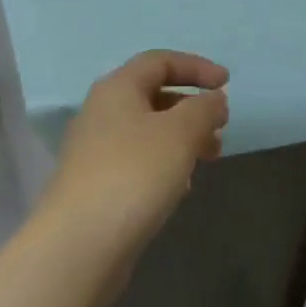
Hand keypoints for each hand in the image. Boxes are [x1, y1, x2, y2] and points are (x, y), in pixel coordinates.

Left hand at [40, 50, 229, 281]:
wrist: (78, 245)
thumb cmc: (133, 175)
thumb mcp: (179, 134)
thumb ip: (203, 109)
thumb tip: (214, 99)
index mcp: (118, 87)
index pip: (160, 61)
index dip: (196, 67)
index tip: (227, 84)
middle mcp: (102, 111)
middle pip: (154, 95)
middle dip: (192, 108)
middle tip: (221, 129)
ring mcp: (96, 149)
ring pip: (148, 130)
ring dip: (182, 138)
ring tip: (209, 159)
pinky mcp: (96, 184)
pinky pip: (138, 160)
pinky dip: (165, 163)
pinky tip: (181, 187)